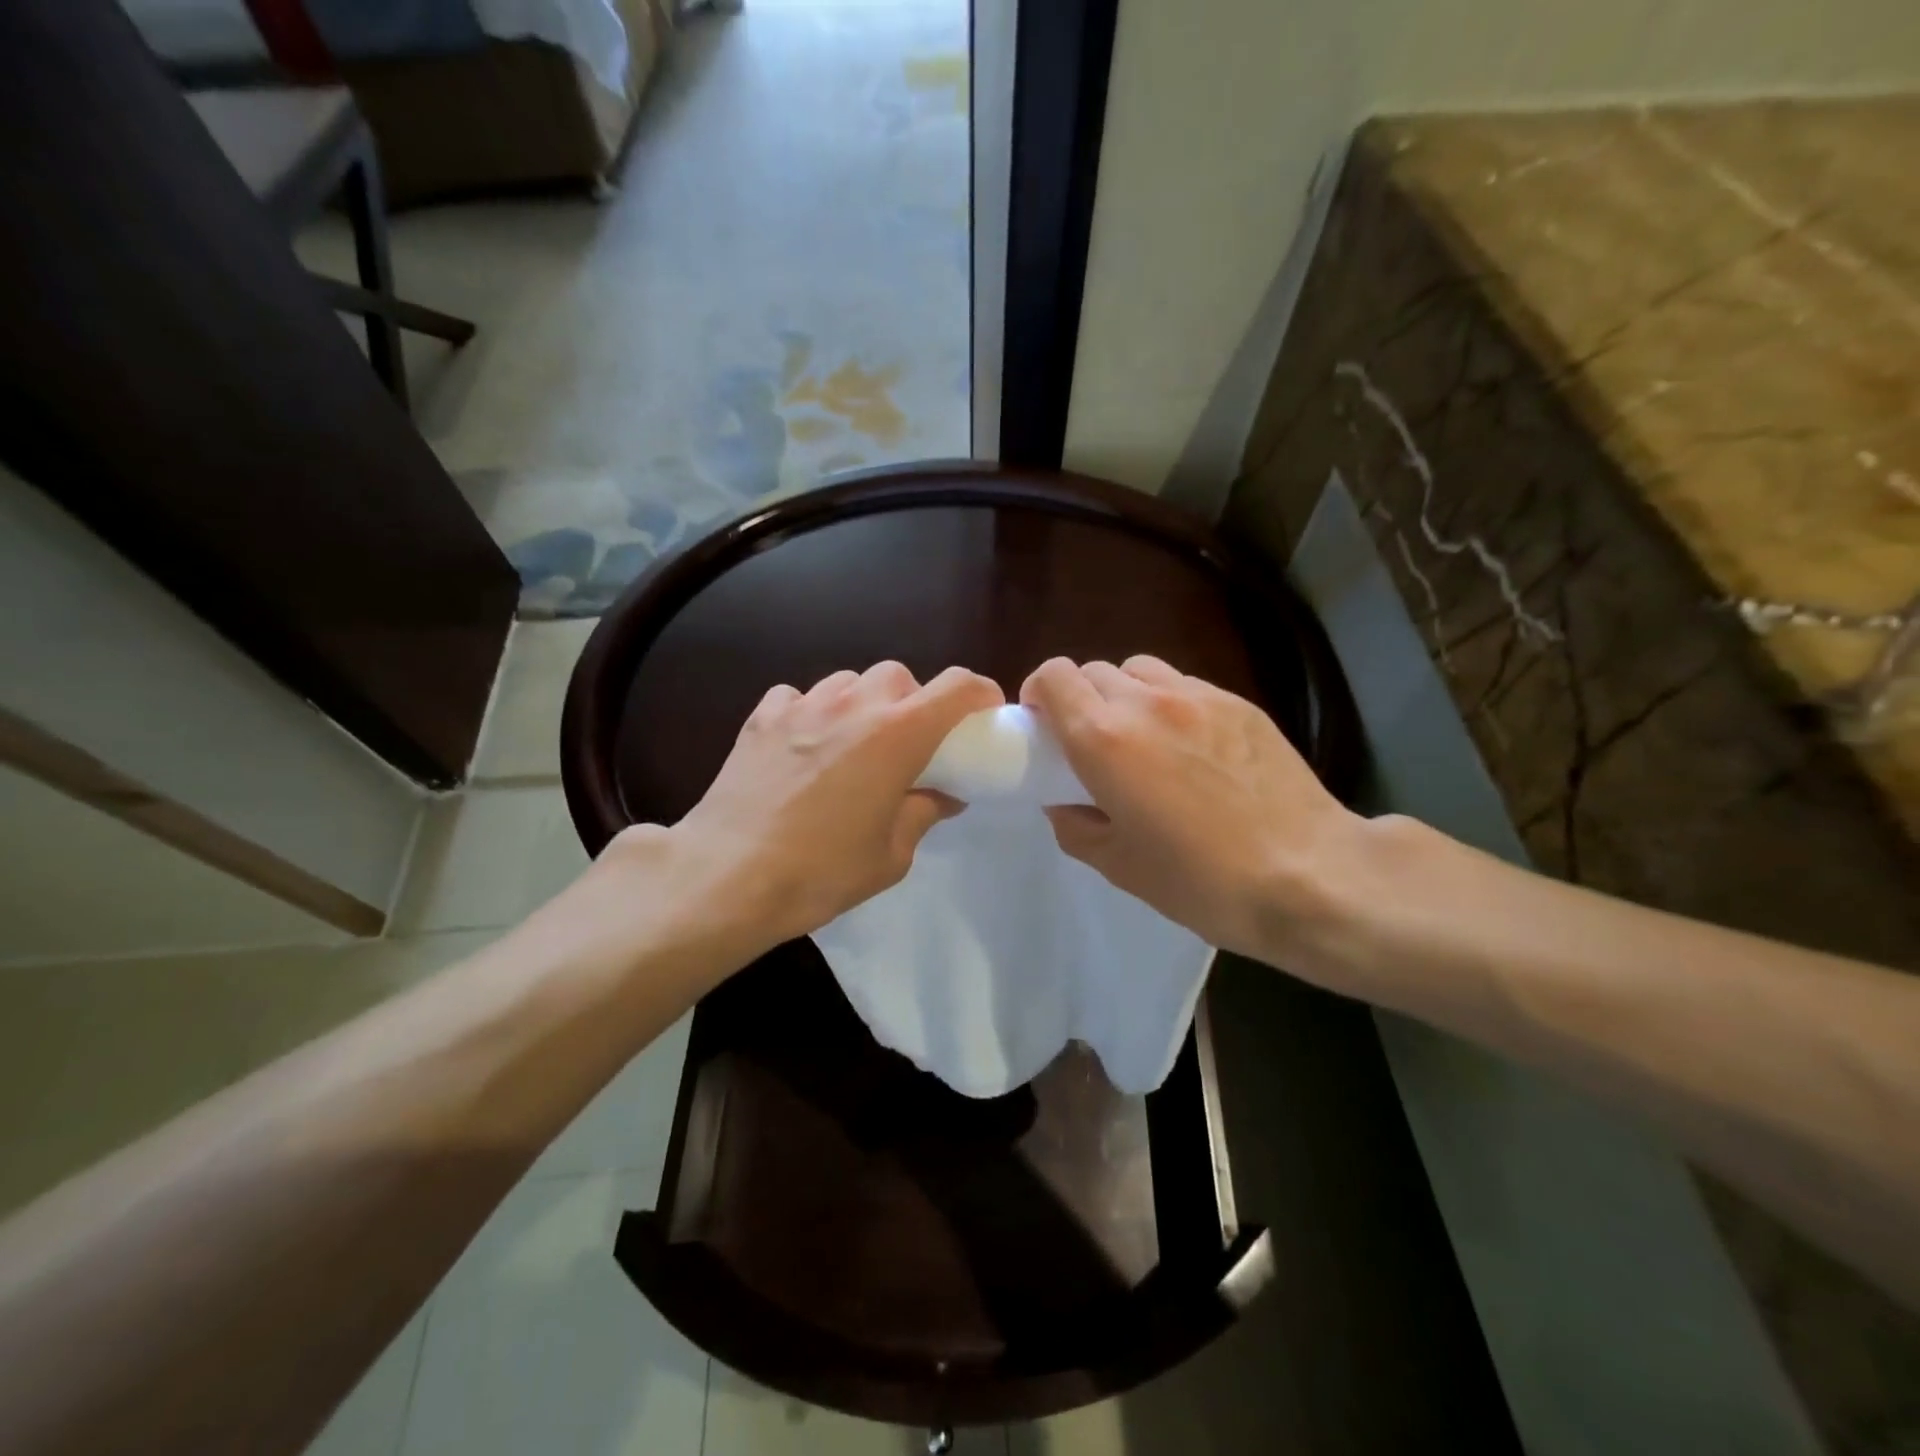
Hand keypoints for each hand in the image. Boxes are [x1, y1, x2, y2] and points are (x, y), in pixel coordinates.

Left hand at [609, 662, 1003, 959]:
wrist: (727, 875)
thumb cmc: (821, 871)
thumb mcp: (891, 855)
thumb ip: (924, 813)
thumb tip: (945, 794)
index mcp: (897, 734)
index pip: (957, 686)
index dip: (979, 695)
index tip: (982, 718)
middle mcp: (854, 704)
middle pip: (899, 676)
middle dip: (913, 702)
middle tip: (907, 745)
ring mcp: (804, 704)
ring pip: (850, 681)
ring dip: (864, 704)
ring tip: (853, 745)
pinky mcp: (763, 716)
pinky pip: (800, 696)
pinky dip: (813, 713)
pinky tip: (804, 746)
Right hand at [1020, 655, 1363, 968]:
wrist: (1308, 875)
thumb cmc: (1201, 880)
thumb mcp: (1118, 866)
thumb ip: (1075, 825)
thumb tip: (1064, 801)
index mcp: (1104, 739)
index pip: (1053, 677)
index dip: (1038, 694)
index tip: (1043, 728)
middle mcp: (1145, 702)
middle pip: (1093, 671)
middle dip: (1081, 700)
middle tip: (1093, 745)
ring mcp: (1197, 697)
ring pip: (1139, 670)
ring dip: (1125, 695)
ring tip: (1142, 739)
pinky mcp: (1239, 704)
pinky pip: (1184, 686)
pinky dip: (1168, 704)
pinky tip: (1191, 747)